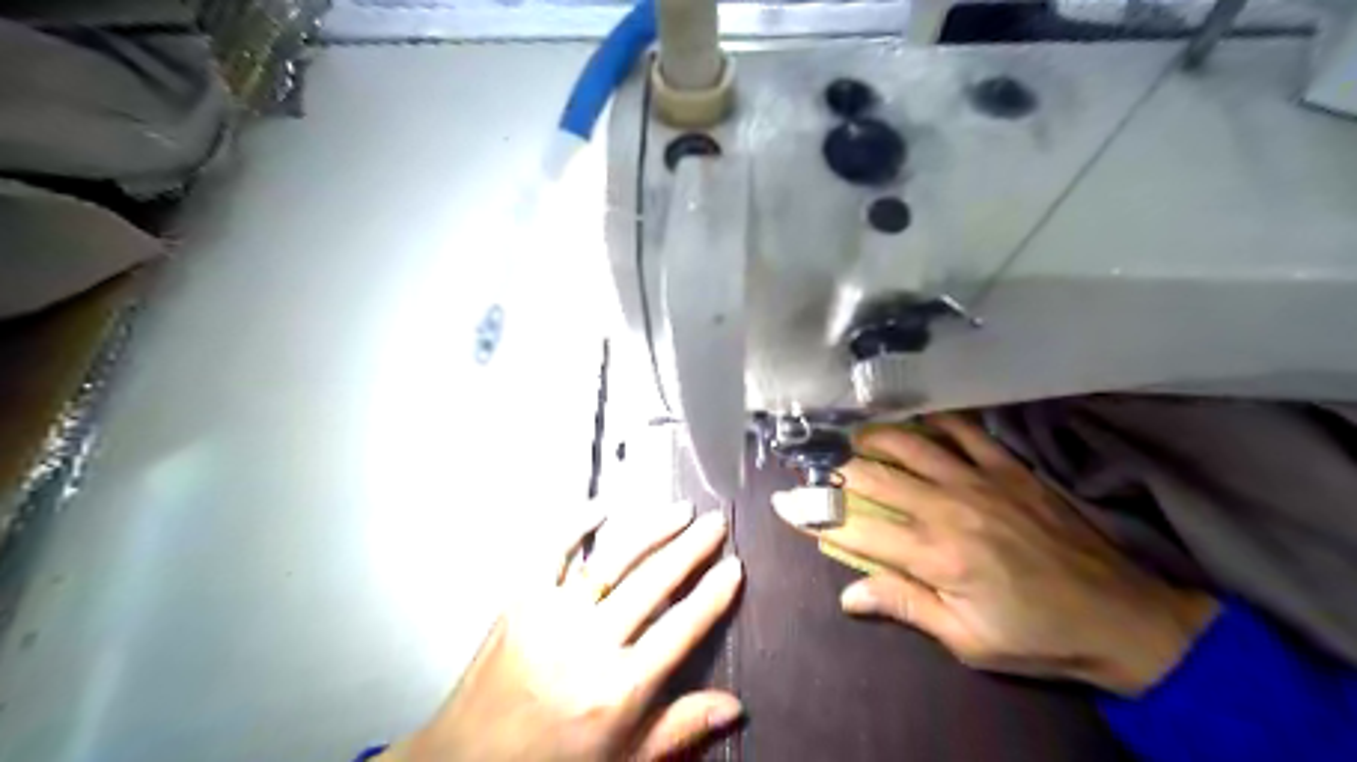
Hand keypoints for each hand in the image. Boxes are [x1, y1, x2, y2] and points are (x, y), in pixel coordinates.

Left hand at [386, 502, 745, 758]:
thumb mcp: (624, 758)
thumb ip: (680, 728)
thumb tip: (736, 705)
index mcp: (619, 688)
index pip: (681, 629)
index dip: (713, 594)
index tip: (735, 566)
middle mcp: (589, 644)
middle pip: (653, 583)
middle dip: (692, 548)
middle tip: (717, 523)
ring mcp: (552, 615)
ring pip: (613, 559)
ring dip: (651, 529)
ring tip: (681, 510)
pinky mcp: (520, 600)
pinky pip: (552, 550)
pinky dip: (578, 522)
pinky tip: (603, 504)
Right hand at [785, 413, 1220, 691]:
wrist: (1122, 617)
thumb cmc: (1037, 637)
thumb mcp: (967, 641)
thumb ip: (905, 606)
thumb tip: (848, 595)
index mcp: (935, 555)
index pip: (854, 527)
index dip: (813, 515)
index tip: (784, 504)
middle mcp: (948, 507)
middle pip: (873, 475)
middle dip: (834, 471)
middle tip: (814, 470)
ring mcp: (979, 480)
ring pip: (910, 442)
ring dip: (873, 438)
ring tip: (853, 440)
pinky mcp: (1008, 467)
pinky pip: (963, 430)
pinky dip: (934, 421)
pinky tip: (917, 421)